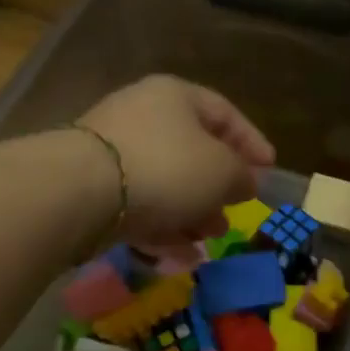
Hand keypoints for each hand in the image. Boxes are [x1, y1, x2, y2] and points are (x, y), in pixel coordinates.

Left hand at [77, 76, 274, 249]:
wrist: (80, 192)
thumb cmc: (166, 167)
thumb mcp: (222, 171)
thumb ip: (241, 175)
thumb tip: (244, 181)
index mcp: (175, 96)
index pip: (224, 113)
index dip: (251, 141)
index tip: (270, 168)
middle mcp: (142, 115)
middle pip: (192, 149)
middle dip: (218, 185)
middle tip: (235, 208)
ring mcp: (112, 151)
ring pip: (165, 181)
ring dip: (192, 210)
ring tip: (209, 236)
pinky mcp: (92, 187)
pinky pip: (138, 204)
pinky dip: (162, 226)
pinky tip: (180, 254)